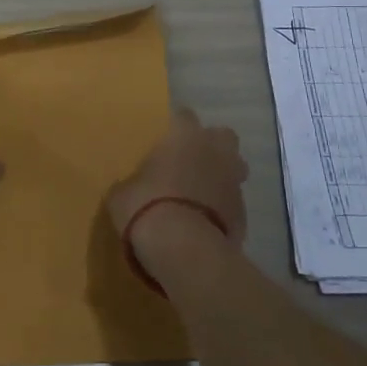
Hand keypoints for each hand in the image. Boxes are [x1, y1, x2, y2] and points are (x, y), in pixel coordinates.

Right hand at [106, 108, 247, 263]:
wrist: (183, 249)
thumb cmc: (146, 207)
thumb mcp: (122, 194)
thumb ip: (131, 183)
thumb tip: (131, 188)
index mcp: (185, 136)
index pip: (184, 116)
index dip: (175, 128)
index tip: (164, 141)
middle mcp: (215, 151)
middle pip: (222, 136)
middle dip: (211, 146)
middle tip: (191, 162)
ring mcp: (233, 182)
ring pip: (235, 169)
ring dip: (221, 176)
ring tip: (200, 194)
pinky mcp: (244, 213)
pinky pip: (232, 202)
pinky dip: (223, 208)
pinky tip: (205, 222)